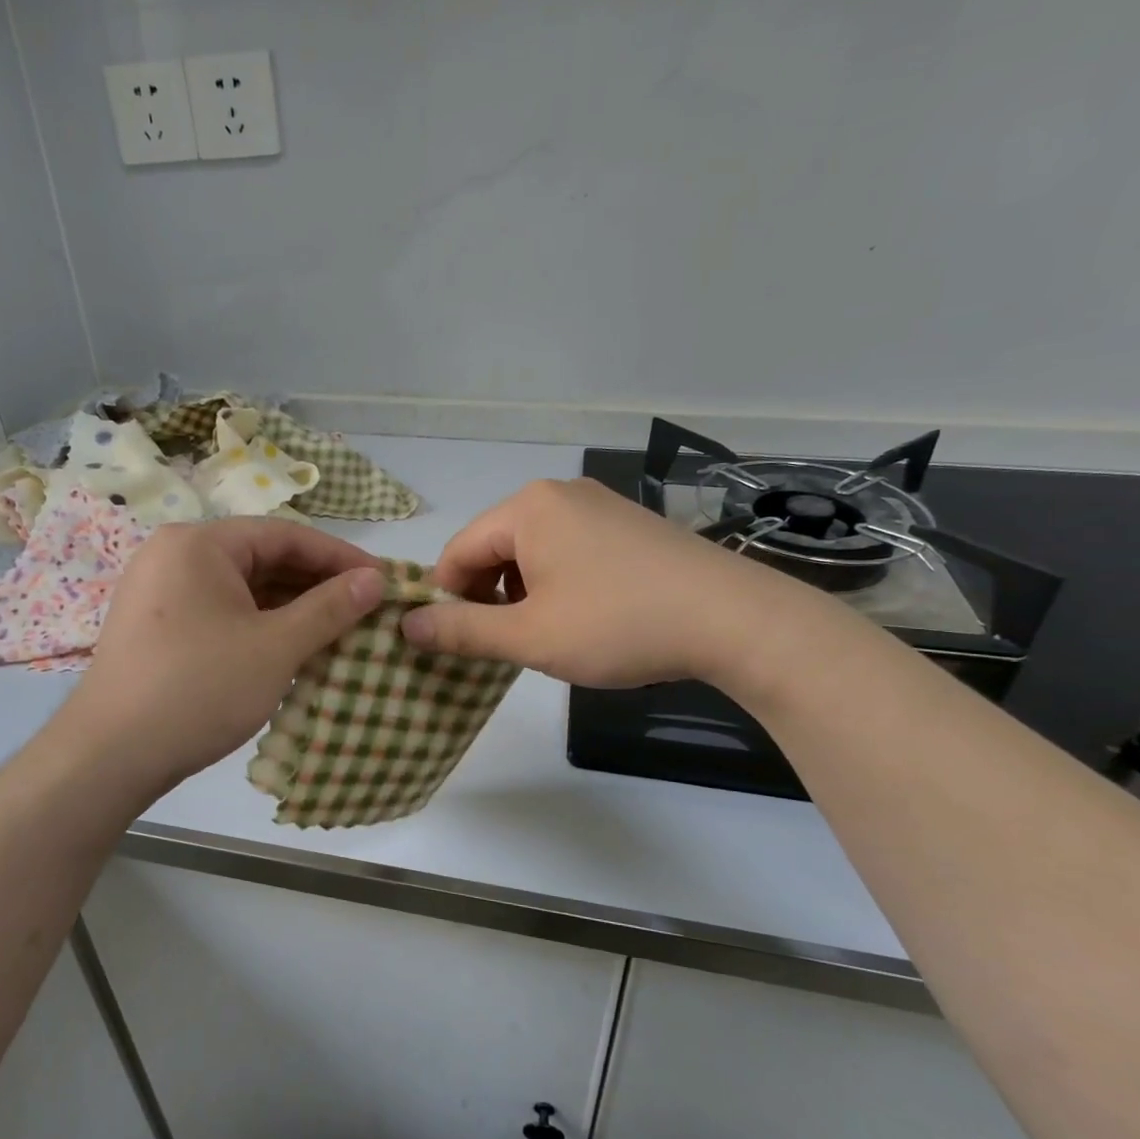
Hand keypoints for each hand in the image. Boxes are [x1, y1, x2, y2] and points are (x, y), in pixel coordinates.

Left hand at [52, 518, 384, 802]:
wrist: (108, 758)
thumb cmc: (198, 689)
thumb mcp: (276, 647)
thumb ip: (330, 608)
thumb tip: (376, 578)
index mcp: (200, 543)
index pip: (286, 535)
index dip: (340, 557)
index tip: (382, 579)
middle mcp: (175, 555)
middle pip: (262, 558)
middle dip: (317, 584)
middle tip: (365, 608)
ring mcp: (161, 591)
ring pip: (243, 588)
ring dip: (291, 607)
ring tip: (339, 630)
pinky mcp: (157, 626)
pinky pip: (221, 611)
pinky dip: (260, 624)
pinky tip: (294, 647)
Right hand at [400, 478, 835, 691]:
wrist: (732, 619)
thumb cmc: (618, 624)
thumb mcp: (529, 636)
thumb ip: (462, 630)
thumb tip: (407, 625)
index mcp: (526, 507)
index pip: (458, 551)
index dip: (447, 599)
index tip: (457, 644)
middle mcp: (558, 493)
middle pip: (494, 547)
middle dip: (489, 596)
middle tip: (506, 645)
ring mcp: (598, 504)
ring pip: (532, 551)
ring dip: (523, 593)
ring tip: (547, 635)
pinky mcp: (628, 523)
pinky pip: (569, 549)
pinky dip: (558, 582)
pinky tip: (584, 616)